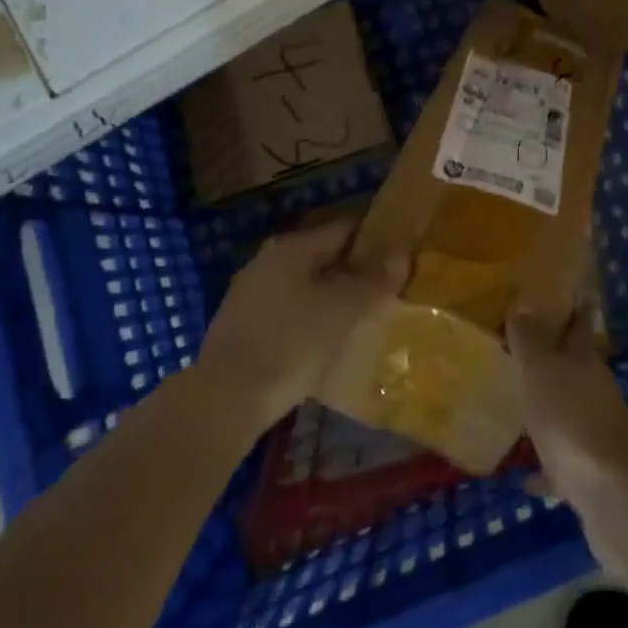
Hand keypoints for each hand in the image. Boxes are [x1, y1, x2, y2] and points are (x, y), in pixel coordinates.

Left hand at [197, 220, 404, 431]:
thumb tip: (402, 255)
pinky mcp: (241, 326)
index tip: (399, 259)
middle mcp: (268, 260)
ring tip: (359, 320)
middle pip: (323, 257)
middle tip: (384, 293)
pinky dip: (308, 319)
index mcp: (293, 247)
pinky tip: (323, 343)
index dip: (375, 240)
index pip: (345, 228)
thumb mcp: (345, 310)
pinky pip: (287, 311)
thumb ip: (376, 281)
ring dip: (331, 298)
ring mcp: (249, 293)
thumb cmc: (292, 343)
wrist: (225, 399)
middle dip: (354, 272)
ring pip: (304, 285)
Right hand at [508, 309, 627, 566]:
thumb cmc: (572, 421)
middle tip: (521, 349)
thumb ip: (530, 340)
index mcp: (585, 361)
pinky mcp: (593, 475)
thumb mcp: (542, 371)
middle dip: (553, 357)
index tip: (558, 295)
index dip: (570, 308)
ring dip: (548, 409)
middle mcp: (595, 392)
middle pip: (573, 367)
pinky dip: (547, 466)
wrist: (615, 497)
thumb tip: (522, 304)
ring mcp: (597, 434)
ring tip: (517, 406)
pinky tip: (524, 476)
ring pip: (569, 412)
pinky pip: (563, 462)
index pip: (578, 324)